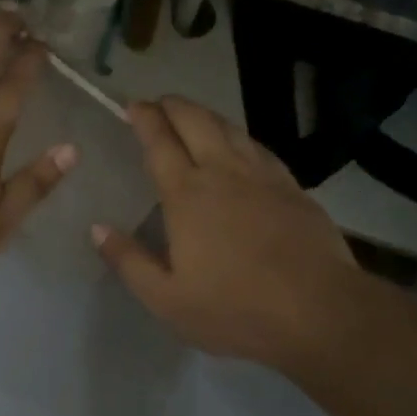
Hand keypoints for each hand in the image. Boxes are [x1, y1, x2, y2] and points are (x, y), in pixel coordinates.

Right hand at [93, 97, 362, 375]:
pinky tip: (240, 145)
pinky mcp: (292, 187)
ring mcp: (262, 176)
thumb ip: (129, 261)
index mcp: (187, 195)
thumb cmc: (235, 308)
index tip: (132, 106)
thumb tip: (97, 228)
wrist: (318, 311)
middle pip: (196, 121)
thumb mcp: (167, 300)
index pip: (160, 142)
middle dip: (173, 106)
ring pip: (230, 128)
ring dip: (205, 115)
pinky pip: (259, 147)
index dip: (144, 118)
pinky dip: (239, 136)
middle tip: (158, 104)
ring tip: (192, 116)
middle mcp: (223, 172)